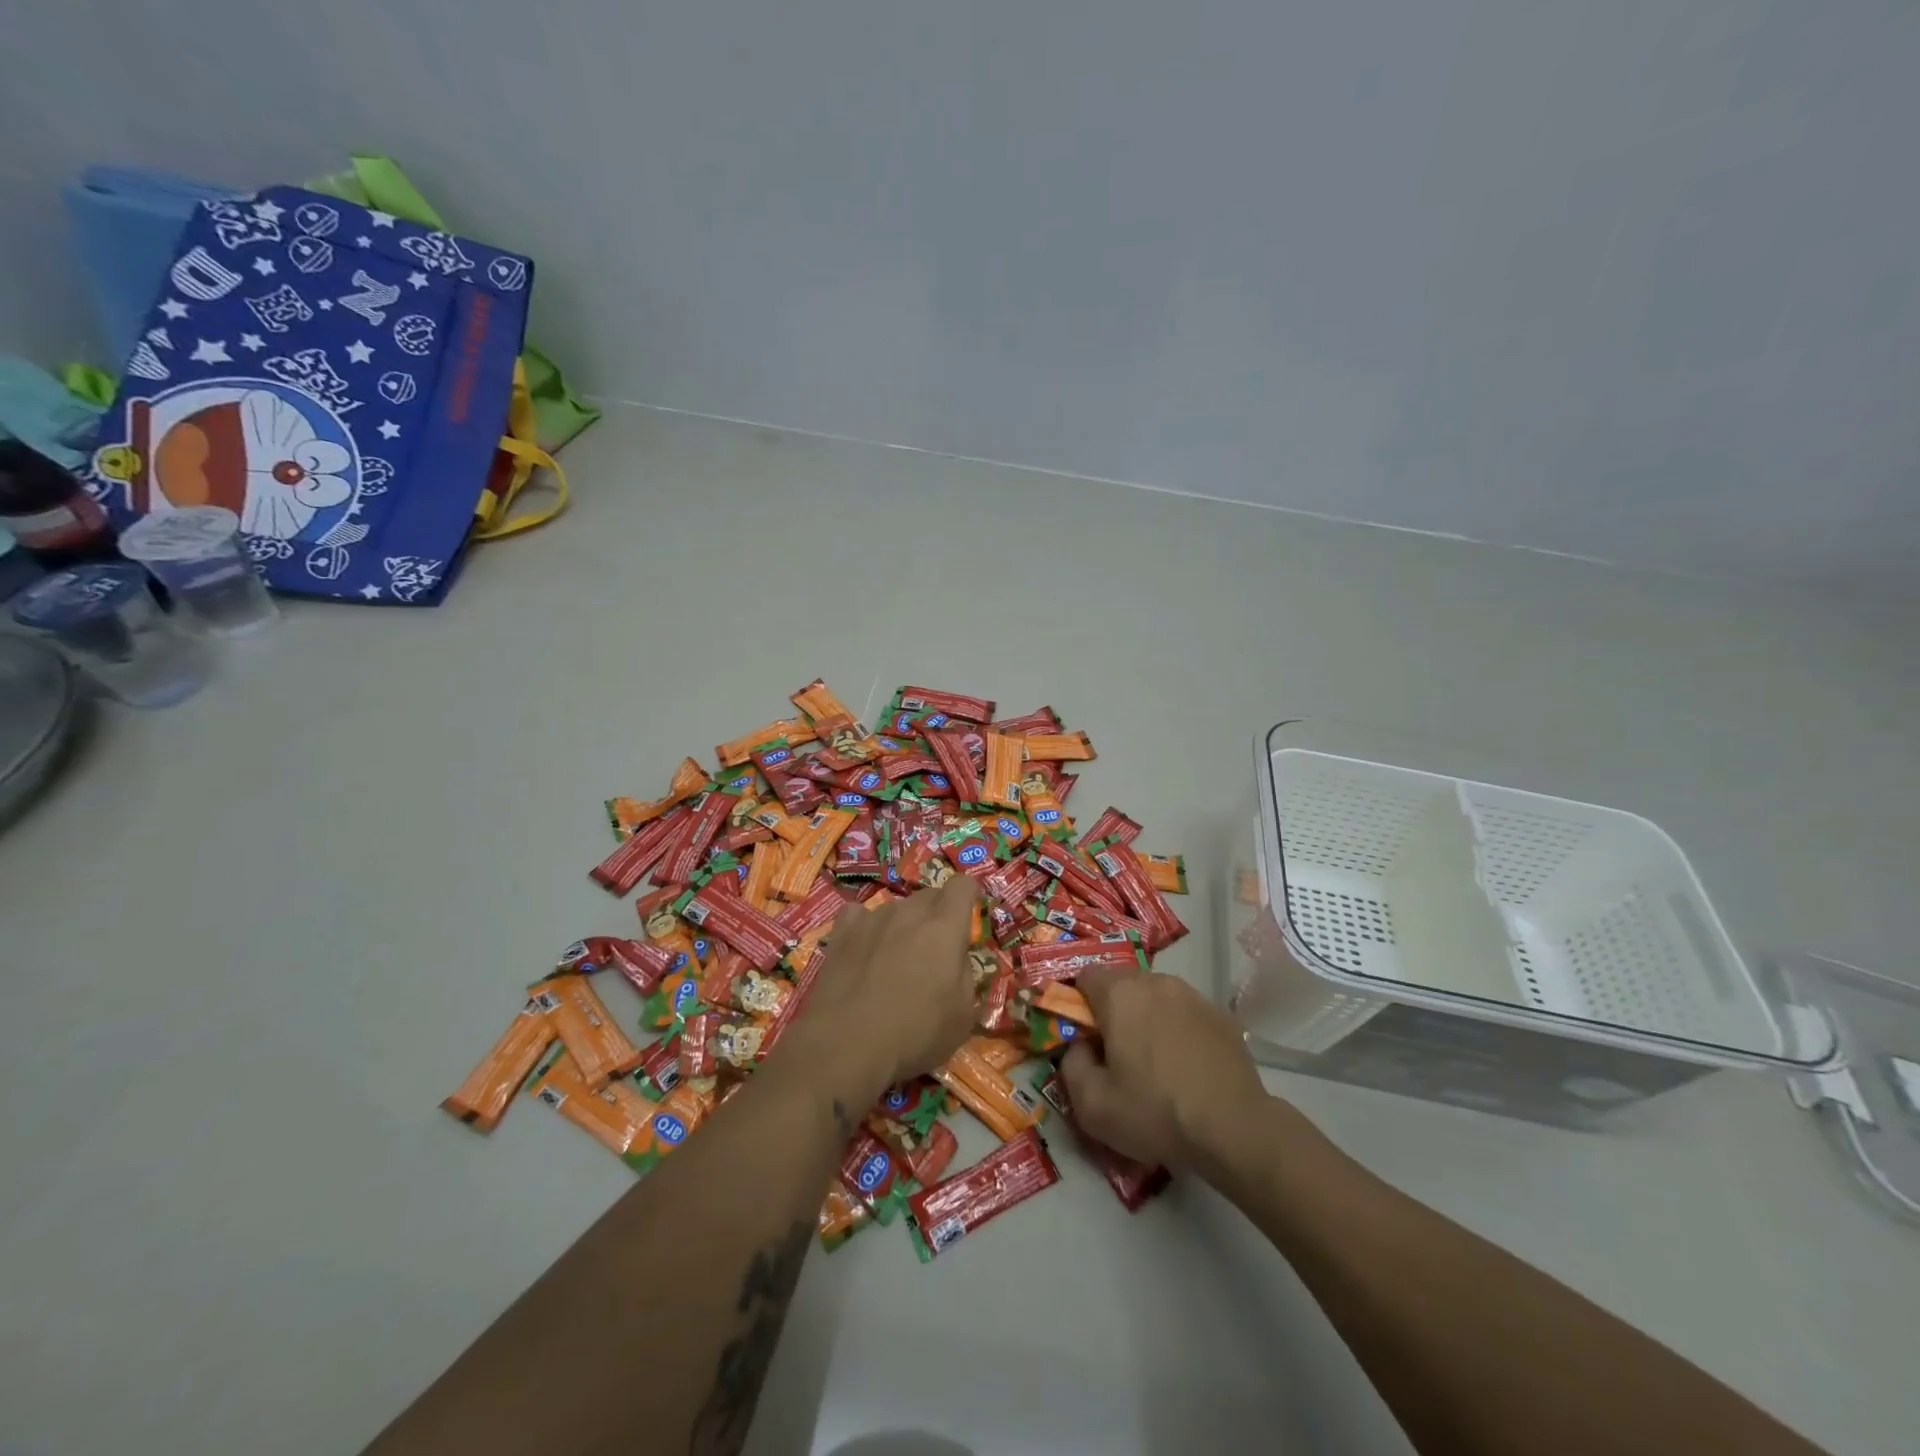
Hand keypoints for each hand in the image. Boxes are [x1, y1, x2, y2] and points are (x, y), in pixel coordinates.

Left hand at [785, 877, 981, 1095]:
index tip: (967, 920)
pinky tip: (863, 951)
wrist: (847, 1044)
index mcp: (945, 927)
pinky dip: (866, 928)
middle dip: (938, 915)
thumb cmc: (915, 1033)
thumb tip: (958, 961)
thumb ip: (967, 977)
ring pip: (897, 908)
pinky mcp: (842, 932)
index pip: (963, 885)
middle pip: (930, 895)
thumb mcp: (963, 1017)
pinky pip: (859, 916)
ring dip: (903, 926)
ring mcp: (872, 918)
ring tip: (894, 962)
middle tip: (934, 953)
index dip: (968, 898)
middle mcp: (909, 912)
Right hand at [1061, 967, 1272, 1175]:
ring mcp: (1193, 995)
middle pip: (1121, 984)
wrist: (1235, 1131)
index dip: (1078, 1005)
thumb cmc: (1155, 1113)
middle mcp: (1156, 982)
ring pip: (1155, 997)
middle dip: (1113, 1012)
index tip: (1086, 1039)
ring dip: (1147, 1018)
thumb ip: (1071, 1064)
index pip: (1085, 976)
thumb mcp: (1091, 1105)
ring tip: (1155, 1062)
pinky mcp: (1221, 1015)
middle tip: (1118, 1055)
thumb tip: (1080, 1046)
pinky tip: (1186, 1067)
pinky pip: (1185, 1013)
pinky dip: (1178, 1030)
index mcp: (1120, 993)